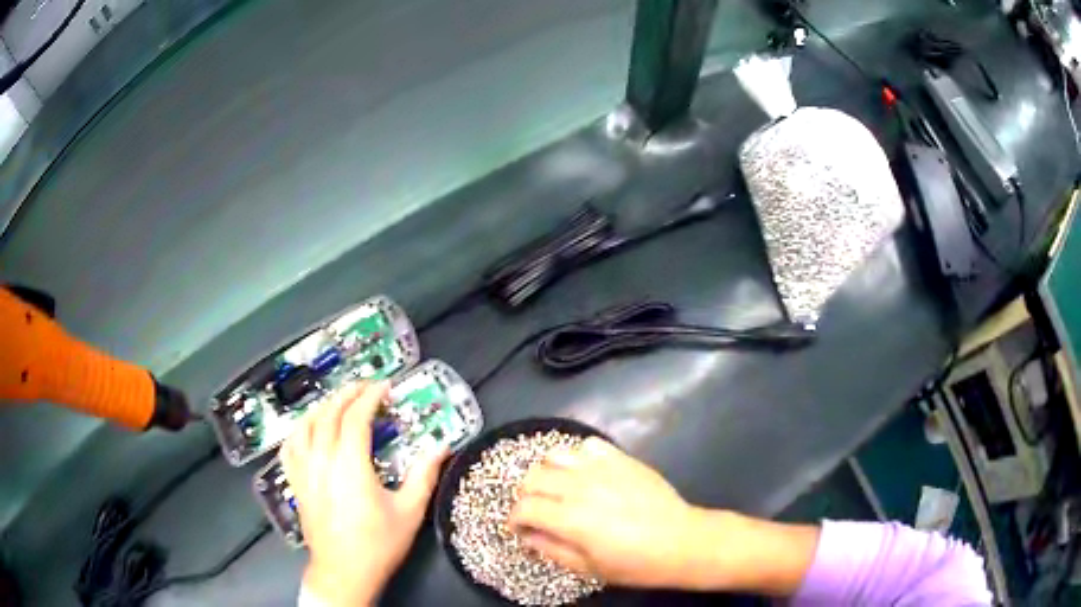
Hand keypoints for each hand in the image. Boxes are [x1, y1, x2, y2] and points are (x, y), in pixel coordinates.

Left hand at [281, 381, 445, 605]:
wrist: (344, 572)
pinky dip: (298, 431)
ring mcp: (304, 471)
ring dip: (322, 407)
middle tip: (365, 386)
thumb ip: (424, 476)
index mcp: (350, 465)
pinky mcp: (296, 483)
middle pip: (329, 414)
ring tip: (338, 401)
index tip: (385, 387)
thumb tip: (441, 447)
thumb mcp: (409, 512)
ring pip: (305, 425)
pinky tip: (307, 429)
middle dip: (347, 394)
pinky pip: (289, 447)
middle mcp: (322, 460)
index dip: (370, 397)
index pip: (356, 417)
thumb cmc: (378, 543)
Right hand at [508, 437, 818, 593]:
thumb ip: (551, 549)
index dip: (513, 518)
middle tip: (536, 511)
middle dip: (526, 495)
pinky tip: (583, 473)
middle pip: (532, 477)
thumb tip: (527, 535)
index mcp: (571, 518)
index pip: (523, 507)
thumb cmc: (635, 563)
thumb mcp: (588, 568)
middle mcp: (580, 486)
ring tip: (556, 489)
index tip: (518, 528)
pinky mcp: (621, 458)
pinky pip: (587, 445)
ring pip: (554, 455)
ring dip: (547, 473)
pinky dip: (576, 457)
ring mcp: (601, 468)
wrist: (681, 541)